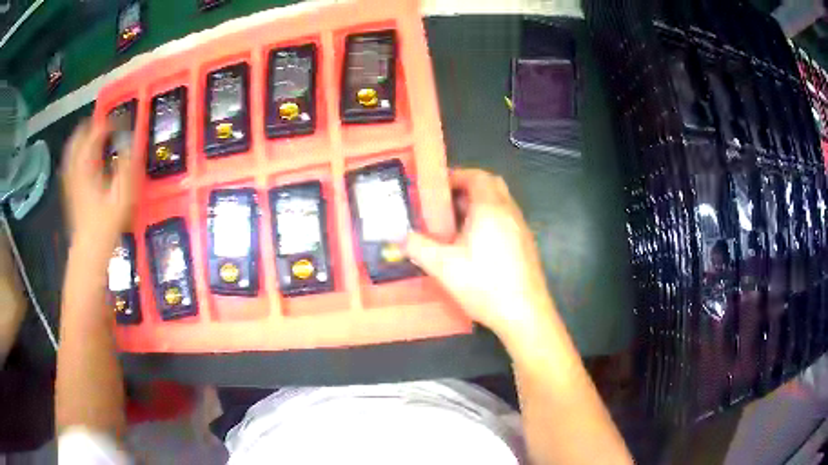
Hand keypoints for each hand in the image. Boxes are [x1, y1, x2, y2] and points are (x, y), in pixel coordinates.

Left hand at [62, 120, 137, 250]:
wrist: (89, 251)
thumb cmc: (106, 222)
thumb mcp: (122, 193)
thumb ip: (127, 163)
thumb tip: (132, 139)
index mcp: (86, 165)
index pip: (95, 133)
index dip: (109, 123)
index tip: (122, 121)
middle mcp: (75, 168)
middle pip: (78, 138)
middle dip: (90, 126)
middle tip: (103, 122)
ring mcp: (70, 180)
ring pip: (71, 150)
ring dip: (81, 139)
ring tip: (92, 135)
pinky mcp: (69, 192)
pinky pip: (70, 164)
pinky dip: (76, 155)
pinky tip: (83, 160)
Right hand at [406, 169, 553, 339]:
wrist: (525, 313)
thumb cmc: (485, 285)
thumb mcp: (444, 267)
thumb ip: (419, 247)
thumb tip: (400, 237)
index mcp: (490, 209)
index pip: (476, 176)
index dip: (456, 176)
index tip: (437, 187)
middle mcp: (509, 212)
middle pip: (491, 184)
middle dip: (468, 186)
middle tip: (446, 201)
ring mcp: (521, 228)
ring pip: (501, 201)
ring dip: (479, 203)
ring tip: (456, 222)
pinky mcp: (526, 243)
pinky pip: (507, 218)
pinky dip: (490, 218)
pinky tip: (476, 242)